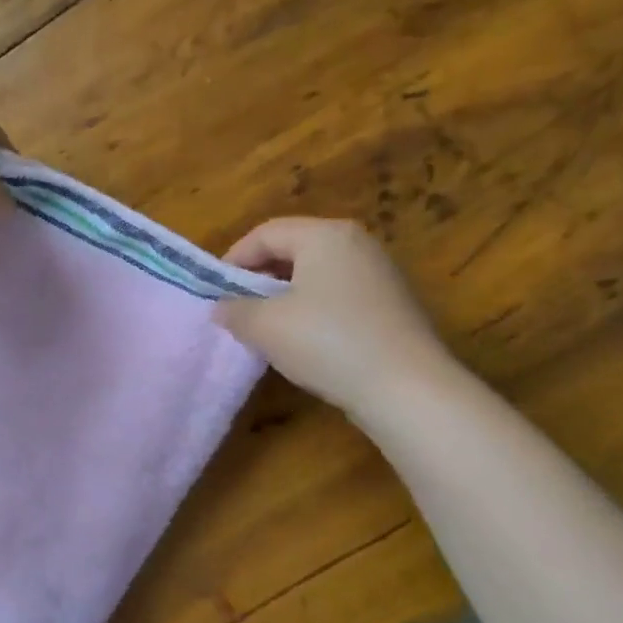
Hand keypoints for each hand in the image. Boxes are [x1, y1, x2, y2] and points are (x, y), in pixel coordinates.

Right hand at [213, 218, 459, 418]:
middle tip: (237, 307)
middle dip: (259, 277)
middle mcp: (356, 243)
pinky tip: (304, 341)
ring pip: (316, 274)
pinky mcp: (392, 304)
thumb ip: (235, 310)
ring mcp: (380, 273)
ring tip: (266, 327)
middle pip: (293, 249)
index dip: (234, 259)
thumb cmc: (328, 342)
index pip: (266, 233)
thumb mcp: (265, 326)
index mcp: (325, 235)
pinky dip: (313, 309)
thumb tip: (222, 307)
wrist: (407, 388)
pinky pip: (338, 295)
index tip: (215, 291)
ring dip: (285, 295)